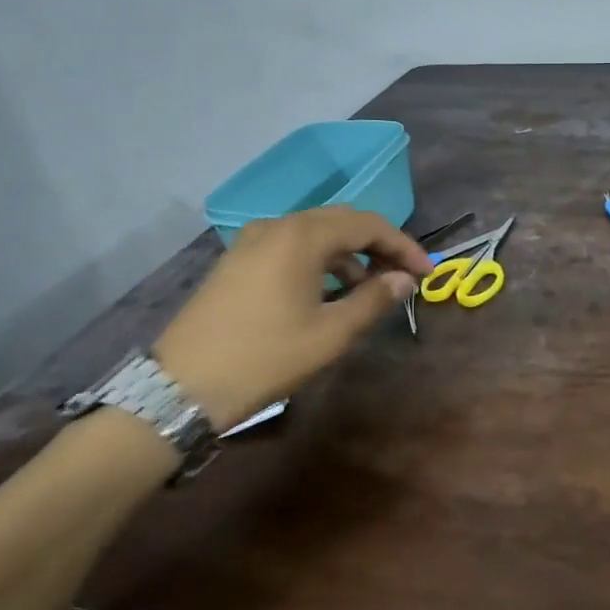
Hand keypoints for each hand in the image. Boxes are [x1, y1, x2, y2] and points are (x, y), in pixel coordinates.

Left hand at [153, 207, 434, 430]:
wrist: (182, 387)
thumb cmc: (266, 357)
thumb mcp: (331, 333)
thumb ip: (374, 300)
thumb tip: (403, 280)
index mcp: (302, 236)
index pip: (369, 225)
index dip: (404, 246)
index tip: (427, 273)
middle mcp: (277, 226)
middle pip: (342, 222)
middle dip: (379, 245)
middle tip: (404, 275)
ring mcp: (252, 241)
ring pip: (316, 234)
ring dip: (350, 254)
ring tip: (370, 289)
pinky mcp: (237, 260)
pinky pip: (291, 247)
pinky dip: (320, 261)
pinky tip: (329, 291)